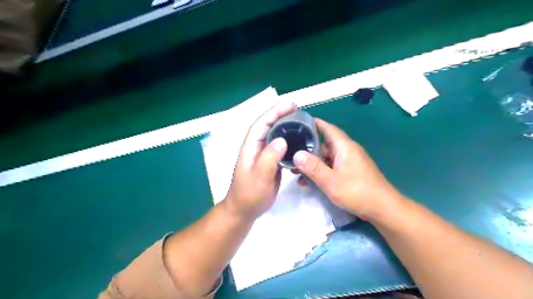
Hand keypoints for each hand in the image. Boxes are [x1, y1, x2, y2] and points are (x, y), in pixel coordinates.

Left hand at [223, 102, 297, 218]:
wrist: (245, 210)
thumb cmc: (249, 194)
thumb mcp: (259, 177)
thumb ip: (269, 158)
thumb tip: (282, 140)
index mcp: (251, 146)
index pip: (262, 123)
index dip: (275, 111)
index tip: (291, 105)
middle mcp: (257, 147)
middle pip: (269, 125)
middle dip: (283, 115)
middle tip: (300, 112)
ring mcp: (264, 154)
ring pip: (276, 135)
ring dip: (287, 127)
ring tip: (302, 123)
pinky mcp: (271, 162)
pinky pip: (281, 147)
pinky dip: (290, 141)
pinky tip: (300, 142)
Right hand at [294, 118, 402, 219]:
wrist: (383, 209)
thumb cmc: (358, 192)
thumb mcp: (331, 181)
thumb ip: (313, 167)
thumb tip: (297, 154)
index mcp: (345, 147)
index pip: (328, 128)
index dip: (314, 123)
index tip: (299, 122)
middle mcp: (347, 151)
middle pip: (324, 145)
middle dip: (308, 150)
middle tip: (290, 154)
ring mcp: (349, 162)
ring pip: (327, 158)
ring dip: (312, 164)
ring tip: (295, 172)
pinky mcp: (350, 173)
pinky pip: (332, 168)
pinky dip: (320, 172)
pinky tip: (308, 182)